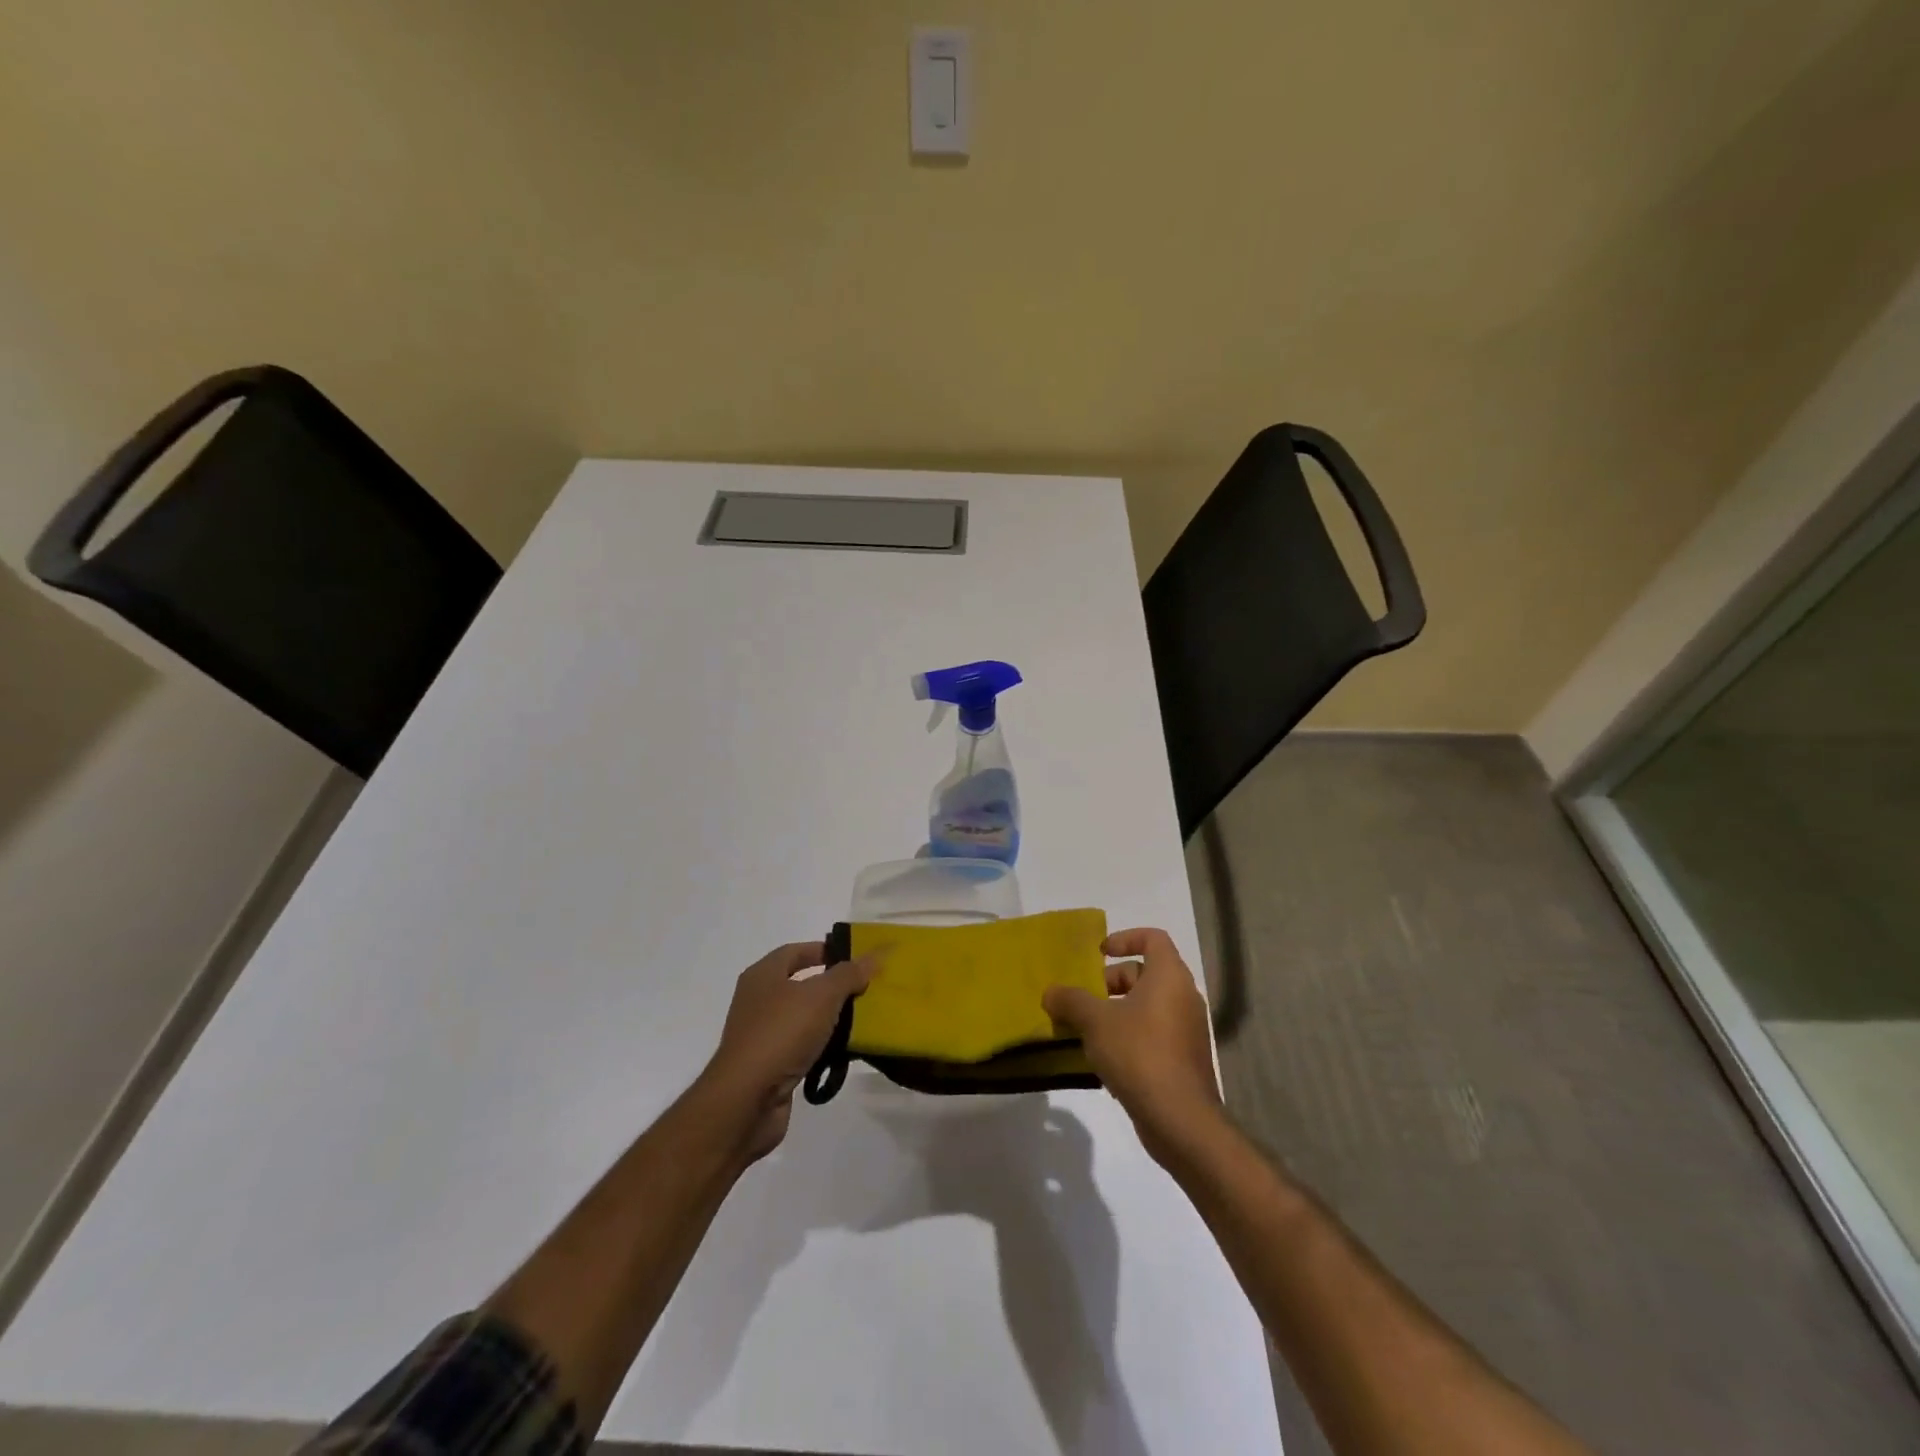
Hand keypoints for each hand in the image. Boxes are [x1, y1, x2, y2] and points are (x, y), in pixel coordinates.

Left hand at [699, 942, 869, 1163]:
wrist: (747, 1100)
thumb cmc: (782, 1033)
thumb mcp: (821, 996)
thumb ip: (848, 974)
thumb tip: (872, 956)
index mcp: (763, 975)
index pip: (795, 951)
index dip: (823, 950)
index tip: (854, 957)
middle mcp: (757, 1001)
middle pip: (800, 984)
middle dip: (832, 986)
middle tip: (864, 988)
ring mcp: (760, 1035)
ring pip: (802, 1018)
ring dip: (828, 1018)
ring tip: (862, 1019)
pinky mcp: (767, 1066)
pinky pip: (800, 1047)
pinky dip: (820, 1047)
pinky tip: (843, 1052)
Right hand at [1043, 927, 1222, 1162]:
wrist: (1181, 1119)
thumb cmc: (1139, 1054)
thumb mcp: (1095, 1022)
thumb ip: (1070, 1001)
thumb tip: (1050, 992)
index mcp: (1169, 976)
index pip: (1153, 938)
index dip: (1125, 938)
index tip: (1099, 954)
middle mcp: (1184, 996)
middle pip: (1146, 973)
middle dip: (1112, 981)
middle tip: (1084, 998)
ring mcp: (1188, 1030)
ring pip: (1148, 1006)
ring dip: (1117, 1011)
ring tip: (1087, 1030)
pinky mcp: (1185, 1059)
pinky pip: (1154, 1033)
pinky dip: (1130, 1035)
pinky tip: (1105, 1059)